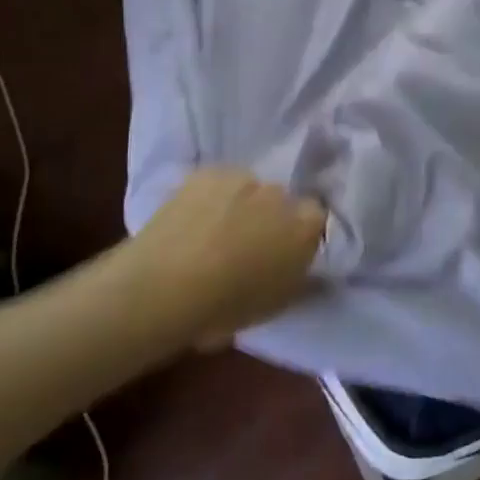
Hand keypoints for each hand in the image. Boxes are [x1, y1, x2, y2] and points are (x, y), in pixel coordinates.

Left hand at [131, 168, 326, 345]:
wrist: (164, 287)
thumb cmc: (226, 307)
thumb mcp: (277, 305)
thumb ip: (301, 278)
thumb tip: (310, 267)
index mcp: (305, 226)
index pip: (316, 218)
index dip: (300, 234)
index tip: (284, 253)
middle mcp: (280, 193)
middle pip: (282, 201)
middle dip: (270, 218)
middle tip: (247, 247)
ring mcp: (243, 178)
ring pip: (249, 189)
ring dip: (241, 205)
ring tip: (214, 233)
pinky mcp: (208, 172)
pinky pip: (218, 183)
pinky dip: (212, 197)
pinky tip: (193, 220)